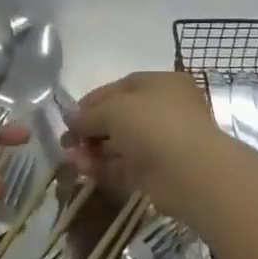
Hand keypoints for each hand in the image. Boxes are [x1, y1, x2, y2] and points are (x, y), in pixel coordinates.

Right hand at [63, 71, 233, 219]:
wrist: (191, 174)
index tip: (68, 117)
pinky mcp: (159, 173)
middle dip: (90, 130)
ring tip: (71, 160)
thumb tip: (69, 117)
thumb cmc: (154, 125)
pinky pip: (126, 167)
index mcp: (160, 84)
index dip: (91, 102)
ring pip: (120, 144)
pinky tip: (84, 171)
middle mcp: (164, 111)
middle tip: (67, 143)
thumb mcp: (114, 110)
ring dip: (93, 151)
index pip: (119, 88)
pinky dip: (104, 168)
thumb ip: (88, 114)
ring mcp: (162, 144)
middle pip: (118, 118)